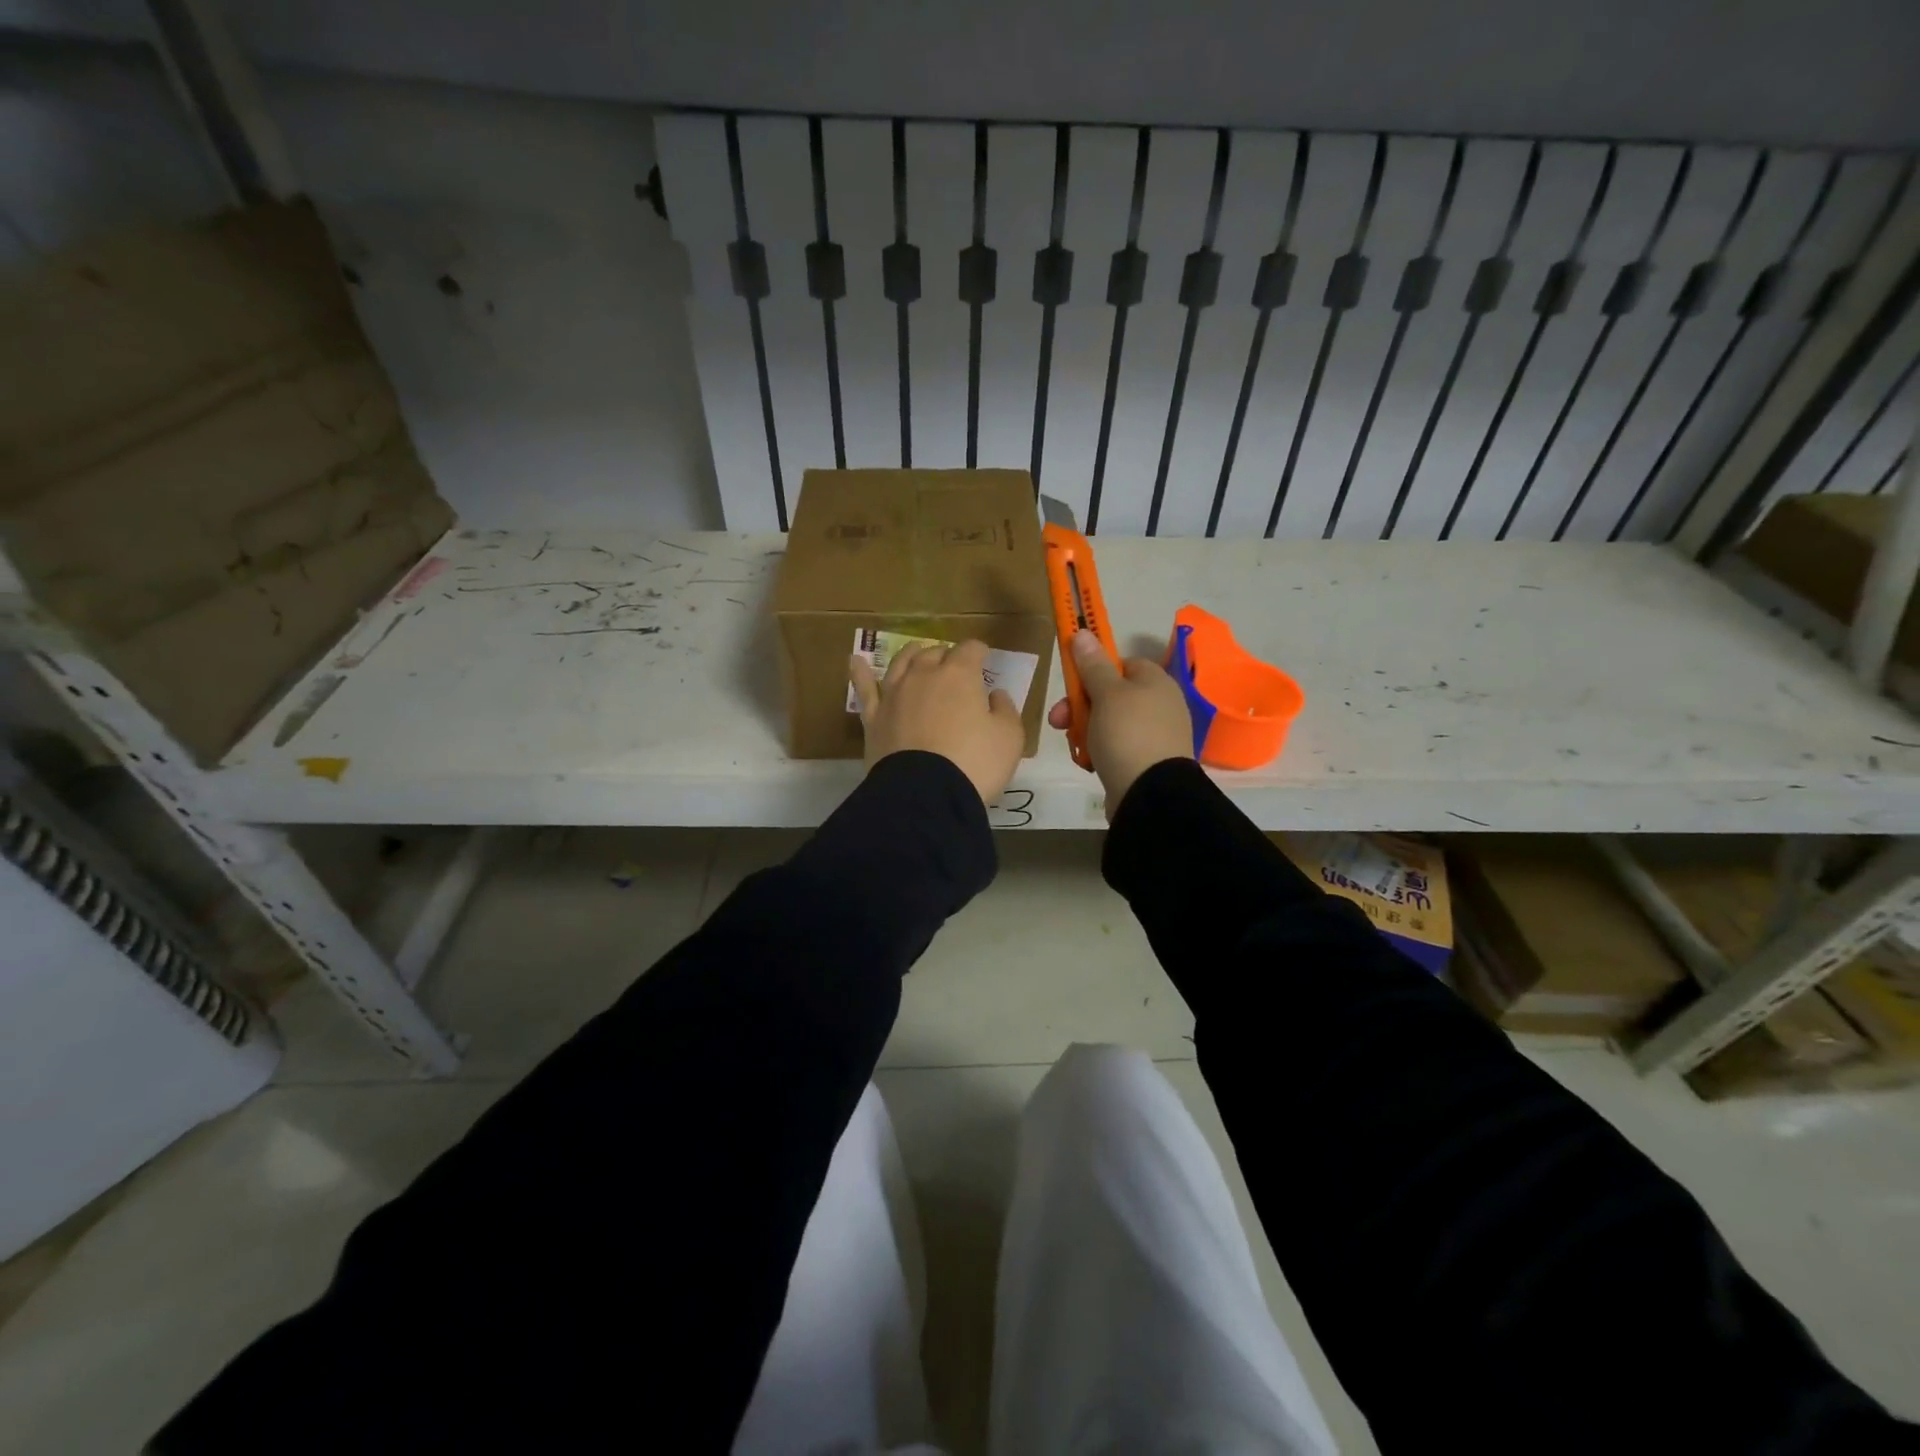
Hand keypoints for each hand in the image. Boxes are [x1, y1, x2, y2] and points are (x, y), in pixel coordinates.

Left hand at [849, 640, 1025, 805]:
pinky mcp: (873, 717)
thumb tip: (996, 695)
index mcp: (960, 675)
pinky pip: (864, 689)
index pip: (970, 649)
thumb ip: (1005, 710)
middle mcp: (923, 675)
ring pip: (901, 663)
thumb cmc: (974, 763)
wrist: (926, 794)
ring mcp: (894, 694)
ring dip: (912, 654)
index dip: (979, 651)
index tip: (984, 656)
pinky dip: (860, 673)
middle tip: (955, 664)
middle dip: (948, 654)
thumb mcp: (1009, 739)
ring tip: (917, 651)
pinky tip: (856, 661)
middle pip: (935, 653)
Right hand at [1048, 630, 1193, 818]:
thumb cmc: (1128, 734)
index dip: (1094, 671)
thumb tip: (1084, 631)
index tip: (1073, 683)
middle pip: (1109, 695)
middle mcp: (1159, 704)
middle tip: (1059, 720)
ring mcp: (1154, 735)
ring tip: (1075, 746)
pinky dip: (1098, 751)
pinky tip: (1088, 762)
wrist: (1151, 793)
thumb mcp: (1107, 694)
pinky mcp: (1145, 761)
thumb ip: (1093, 664)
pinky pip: (1114, 747)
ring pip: (1107, 722)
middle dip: (1079, 706)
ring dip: (1084, 730)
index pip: (1121, 664)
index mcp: (1155, 682)